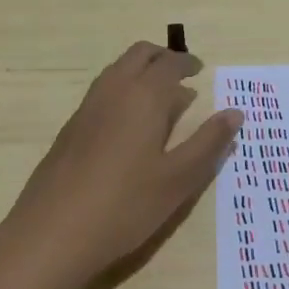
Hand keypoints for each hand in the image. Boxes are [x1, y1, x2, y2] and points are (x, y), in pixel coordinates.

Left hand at [0, 42, 242, 284]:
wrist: (53, 232)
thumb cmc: (126, 205)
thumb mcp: (179, 178)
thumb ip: (209, 143)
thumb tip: (235, 112)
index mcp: (143, 96)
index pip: (169, 64)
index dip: (187, 64)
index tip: (200, 71)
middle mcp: (113, 91)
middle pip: (139, 55)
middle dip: (163, 58)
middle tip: (183, 75)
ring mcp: (87, 108)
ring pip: (117, 70)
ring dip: (140, 72)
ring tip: (160, 99)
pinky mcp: (70, 129)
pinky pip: (102, 92)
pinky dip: (123, 90)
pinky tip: (130, 125)